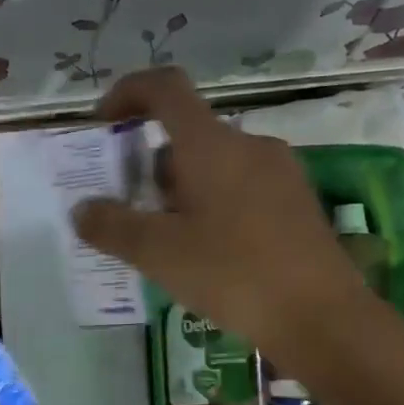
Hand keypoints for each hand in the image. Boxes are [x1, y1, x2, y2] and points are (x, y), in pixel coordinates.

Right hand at [71, 68, 366, 358]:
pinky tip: (213, 256)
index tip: (103, 125)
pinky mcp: (299, 204)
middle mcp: (250, 145)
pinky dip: (216, 207)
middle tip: (133, 214)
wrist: (320, 316)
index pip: (165, 88)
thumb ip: (112, 227)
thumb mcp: (159, 254)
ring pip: (217, 167)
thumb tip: (82, 210)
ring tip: (170, 244)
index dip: (127, 93)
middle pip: (188, 136)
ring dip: (183, 192)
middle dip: (152, 167)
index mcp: (212, 144)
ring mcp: (282, 173)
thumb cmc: (233, 274)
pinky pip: (244, 189)